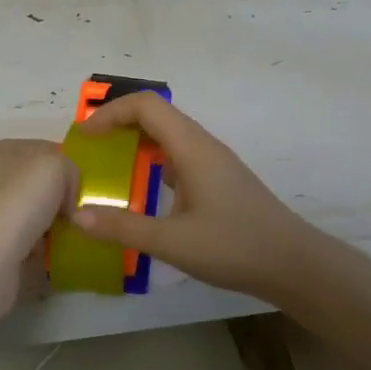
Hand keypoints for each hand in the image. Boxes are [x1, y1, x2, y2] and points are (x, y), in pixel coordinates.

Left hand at [0, 139, 78, 320]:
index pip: (46, 150)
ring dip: (56, 225)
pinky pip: (31, 241)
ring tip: (72, 236)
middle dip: (63, 198)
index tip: (83, 188)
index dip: (68, 167)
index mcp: (1, 151)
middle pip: (42, 184)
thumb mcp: (55, 166)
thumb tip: (68, 199)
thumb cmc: (18, 202)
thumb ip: (71, 170)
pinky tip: (53, 254)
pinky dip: (44, 248)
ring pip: (38, 213)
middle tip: (81, 214)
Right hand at [70, 92, 333, 307]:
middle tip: (89, 151)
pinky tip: (142, 191)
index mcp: (192, 148)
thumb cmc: (235, 247)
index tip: (85, 137)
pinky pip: (178, 156)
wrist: (294, 264)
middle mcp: (203, 145)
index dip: (110, 112)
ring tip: (107, 167)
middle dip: (118, 124)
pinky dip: (152, 161)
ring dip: (135, 142)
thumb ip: (123, 228)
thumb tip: (76, 215)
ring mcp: (213, 162)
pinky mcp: (218, 179)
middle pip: (156, 115)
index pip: (146, 105)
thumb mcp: (173, 242)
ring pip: (168, 135)